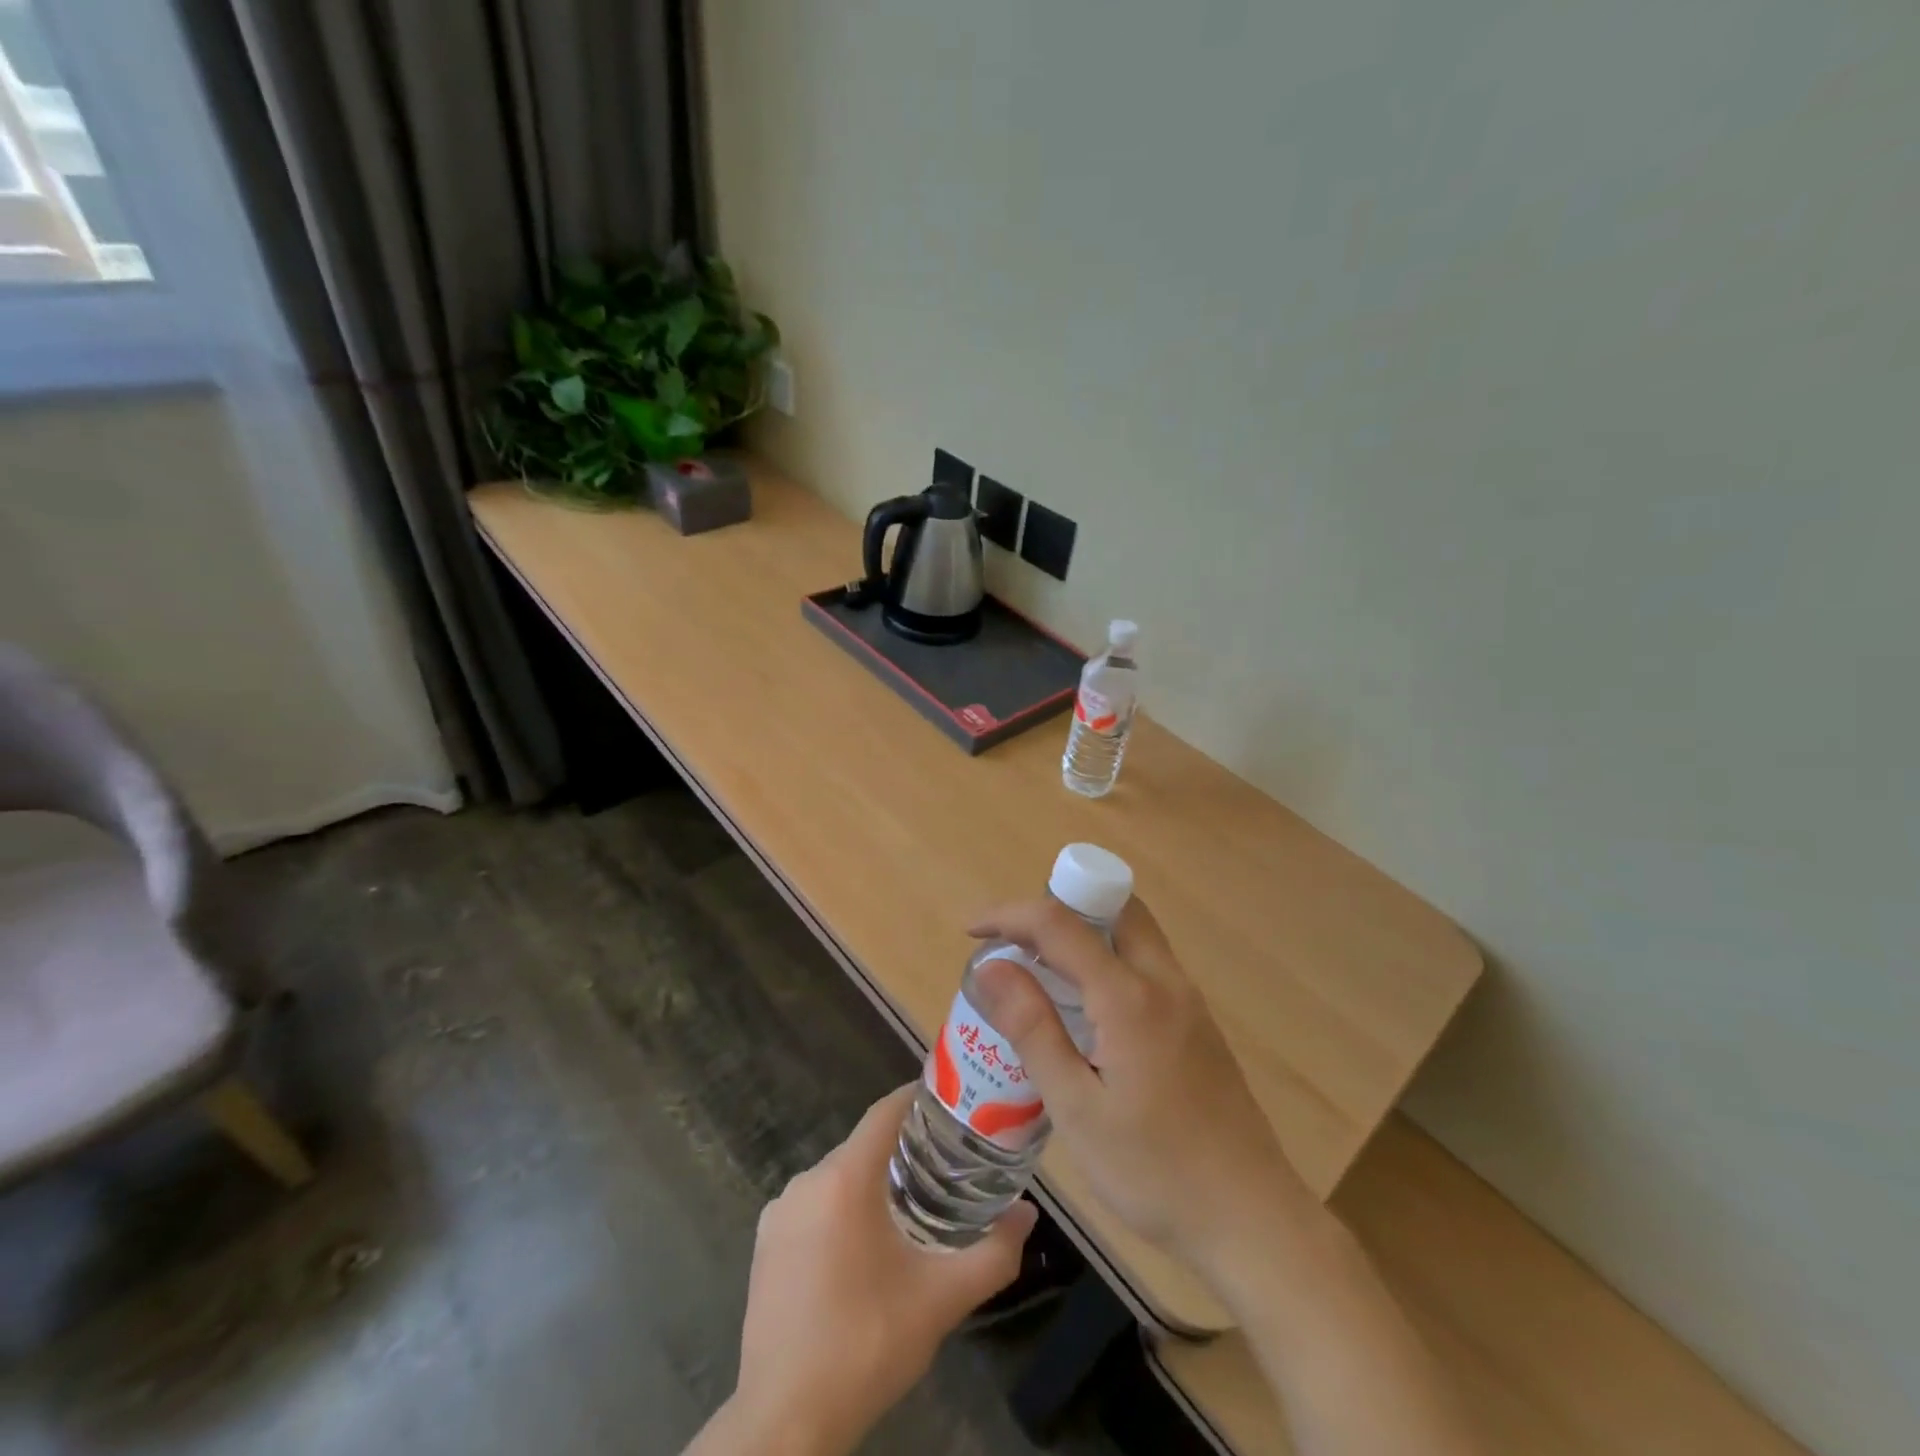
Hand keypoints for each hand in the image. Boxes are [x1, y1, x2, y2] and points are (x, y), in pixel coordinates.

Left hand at [717, 1085, 1035, 1455]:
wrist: (785, 1422)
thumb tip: (1028, 1215)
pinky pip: (812, 1205)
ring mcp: (778, 1213)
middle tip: (943, 1165)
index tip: (949, 1103)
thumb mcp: (941, 1300)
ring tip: (909, 1207)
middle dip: (901, 1149)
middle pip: (863, 1146)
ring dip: (871, 1183)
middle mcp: (806, 1181)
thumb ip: (993, 1254)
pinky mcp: (764, 1244)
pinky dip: (840, 1209)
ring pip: (836, 1177)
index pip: (885, 1112)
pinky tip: (862, 1248)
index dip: (916, 1099)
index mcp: (844, 1179)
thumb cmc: (867, 1346)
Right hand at [965, 897, 1314, 1275]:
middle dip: (1058, 906)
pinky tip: (1086, 1011)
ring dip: (1086, 930)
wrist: (1253, 1222)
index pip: (1060, 923)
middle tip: (1017, 944)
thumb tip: (990, 966)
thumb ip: (1032, 1029)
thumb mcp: (1076, 1108)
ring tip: (1041, 971)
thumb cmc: (1155, 1172)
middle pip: (1112, 906)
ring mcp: (1188, 1000)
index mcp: (1130, 997)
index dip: (1009, 914)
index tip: (971, 931)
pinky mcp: (1198, 1023)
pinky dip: (1109, 958)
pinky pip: (1147, 963)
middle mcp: (1165, 981)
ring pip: (1134, 932)